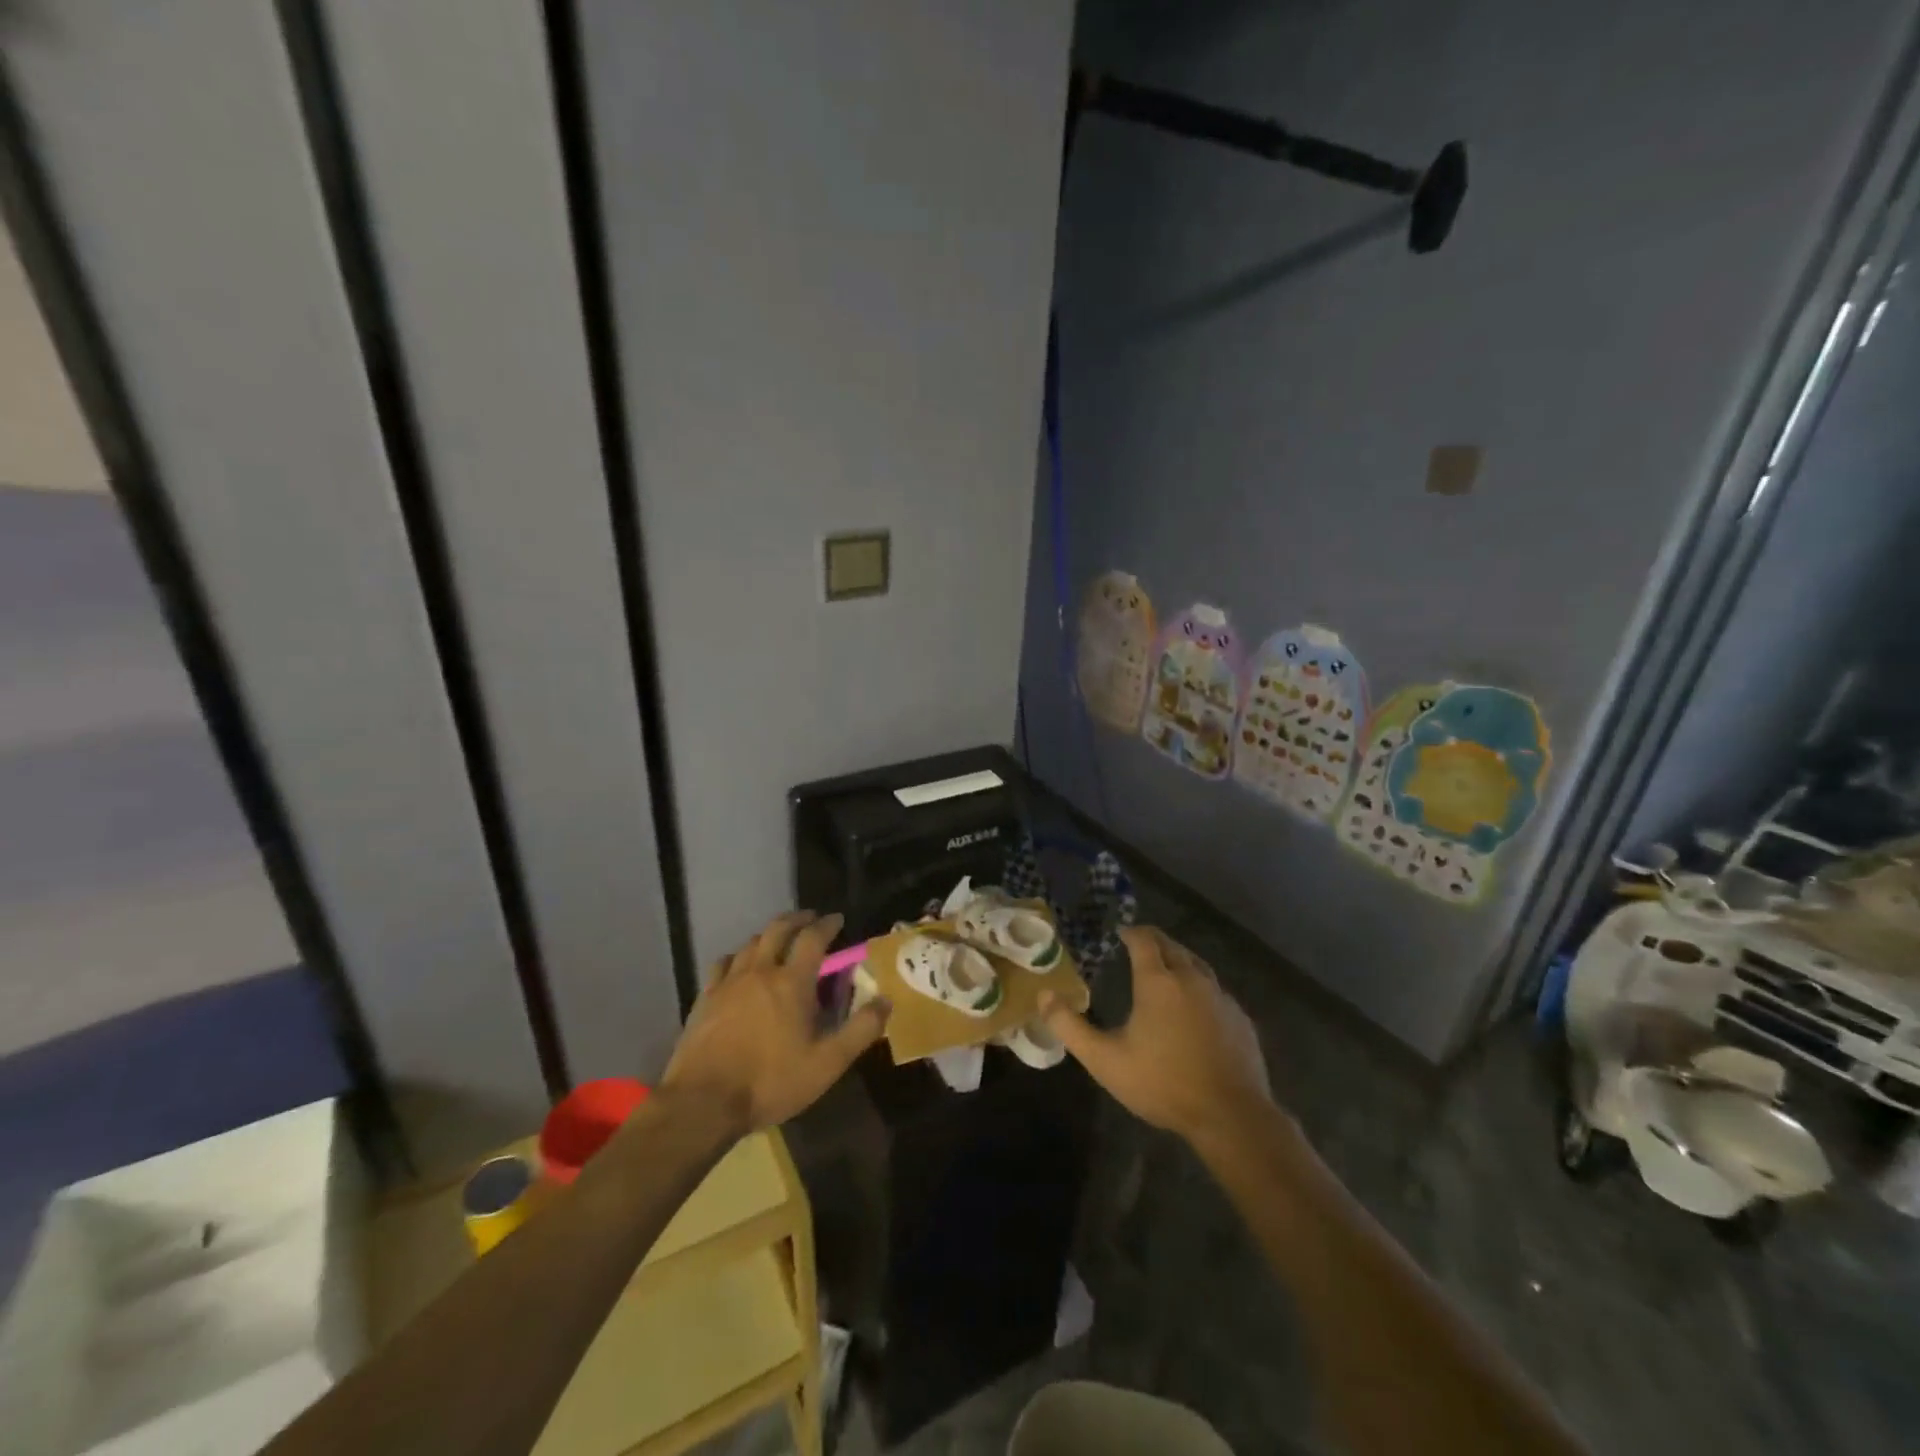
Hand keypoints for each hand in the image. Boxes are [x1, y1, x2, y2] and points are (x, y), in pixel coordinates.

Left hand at [662, 911, 888, 1132]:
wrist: (703, 1102)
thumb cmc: (771, 1082)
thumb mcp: (827, 1063)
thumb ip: (860, 1030)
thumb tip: (886, 1000)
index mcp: (792, 982)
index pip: (813, 938)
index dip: (827, 924)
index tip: (837, 919)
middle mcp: (761, 971)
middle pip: (778, 929)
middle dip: (797, 919)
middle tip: (810, 919)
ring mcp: (729, 982)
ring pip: (751, 943)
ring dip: (769, 935)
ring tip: (779, 940)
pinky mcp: (705, 998)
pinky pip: (724, 963)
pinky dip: (738, 956)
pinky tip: (739, 965)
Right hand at [1040, 925, 1270, 1141]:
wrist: (1231, 1116)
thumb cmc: (1163, 1084)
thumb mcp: (1105, 1060)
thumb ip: (1070, 1027)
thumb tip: (1043, 995)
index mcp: (1158, 981)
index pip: (1144, 940)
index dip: (1131, 932)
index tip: (1120, 933)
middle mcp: (1191, 978)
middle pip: (1172, 946)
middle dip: (1154, 941)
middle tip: (1138, 945)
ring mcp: (1221, 997)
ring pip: (1197, 964)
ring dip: (1178, 959)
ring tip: (1165, 969)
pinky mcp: (1240, 1018)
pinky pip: (1216, 989)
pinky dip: (1199, 986)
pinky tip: (1195, 1006)